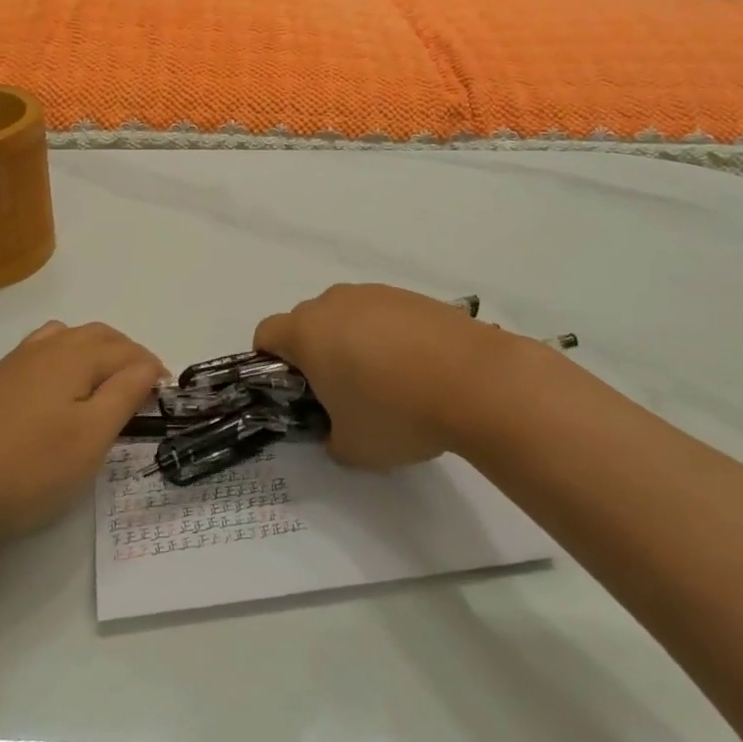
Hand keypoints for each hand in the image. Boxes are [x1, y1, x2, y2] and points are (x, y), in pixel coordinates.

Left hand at [0, 321, 164, 541]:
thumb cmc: (27, 466)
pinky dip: (66, 358)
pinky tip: (60, 388)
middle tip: (143, 390)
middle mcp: (47, 346)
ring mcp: (16, 362)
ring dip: (97, 352)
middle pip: (100, 336)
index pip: (129, 352)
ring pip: (69, 339)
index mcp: (76, 355)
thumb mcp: (91, 436)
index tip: (166, 397)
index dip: (153, 371)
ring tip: (107, 383)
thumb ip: (125, 394)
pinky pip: (43, 351)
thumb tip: (148, 365)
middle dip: (128, 355)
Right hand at [254, 284, 521, 468]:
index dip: (270, 363)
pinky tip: (417, 368)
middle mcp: (334, 302)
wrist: (476, 381)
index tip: (297, 391)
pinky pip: (383, 314)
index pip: (266, 334)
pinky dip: (388, 336)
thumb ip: (329, 437)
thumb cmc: (397, 413)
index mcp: (306, 332)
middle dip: (314, 353)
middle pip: (306, 322)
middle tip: (342, 393)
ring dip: (352, 341)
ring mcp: (375, 294)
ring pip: (346, 315)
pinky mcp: (411, 296)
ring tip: (388, 381)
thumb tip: (337, 427)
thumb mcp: (351, 448)